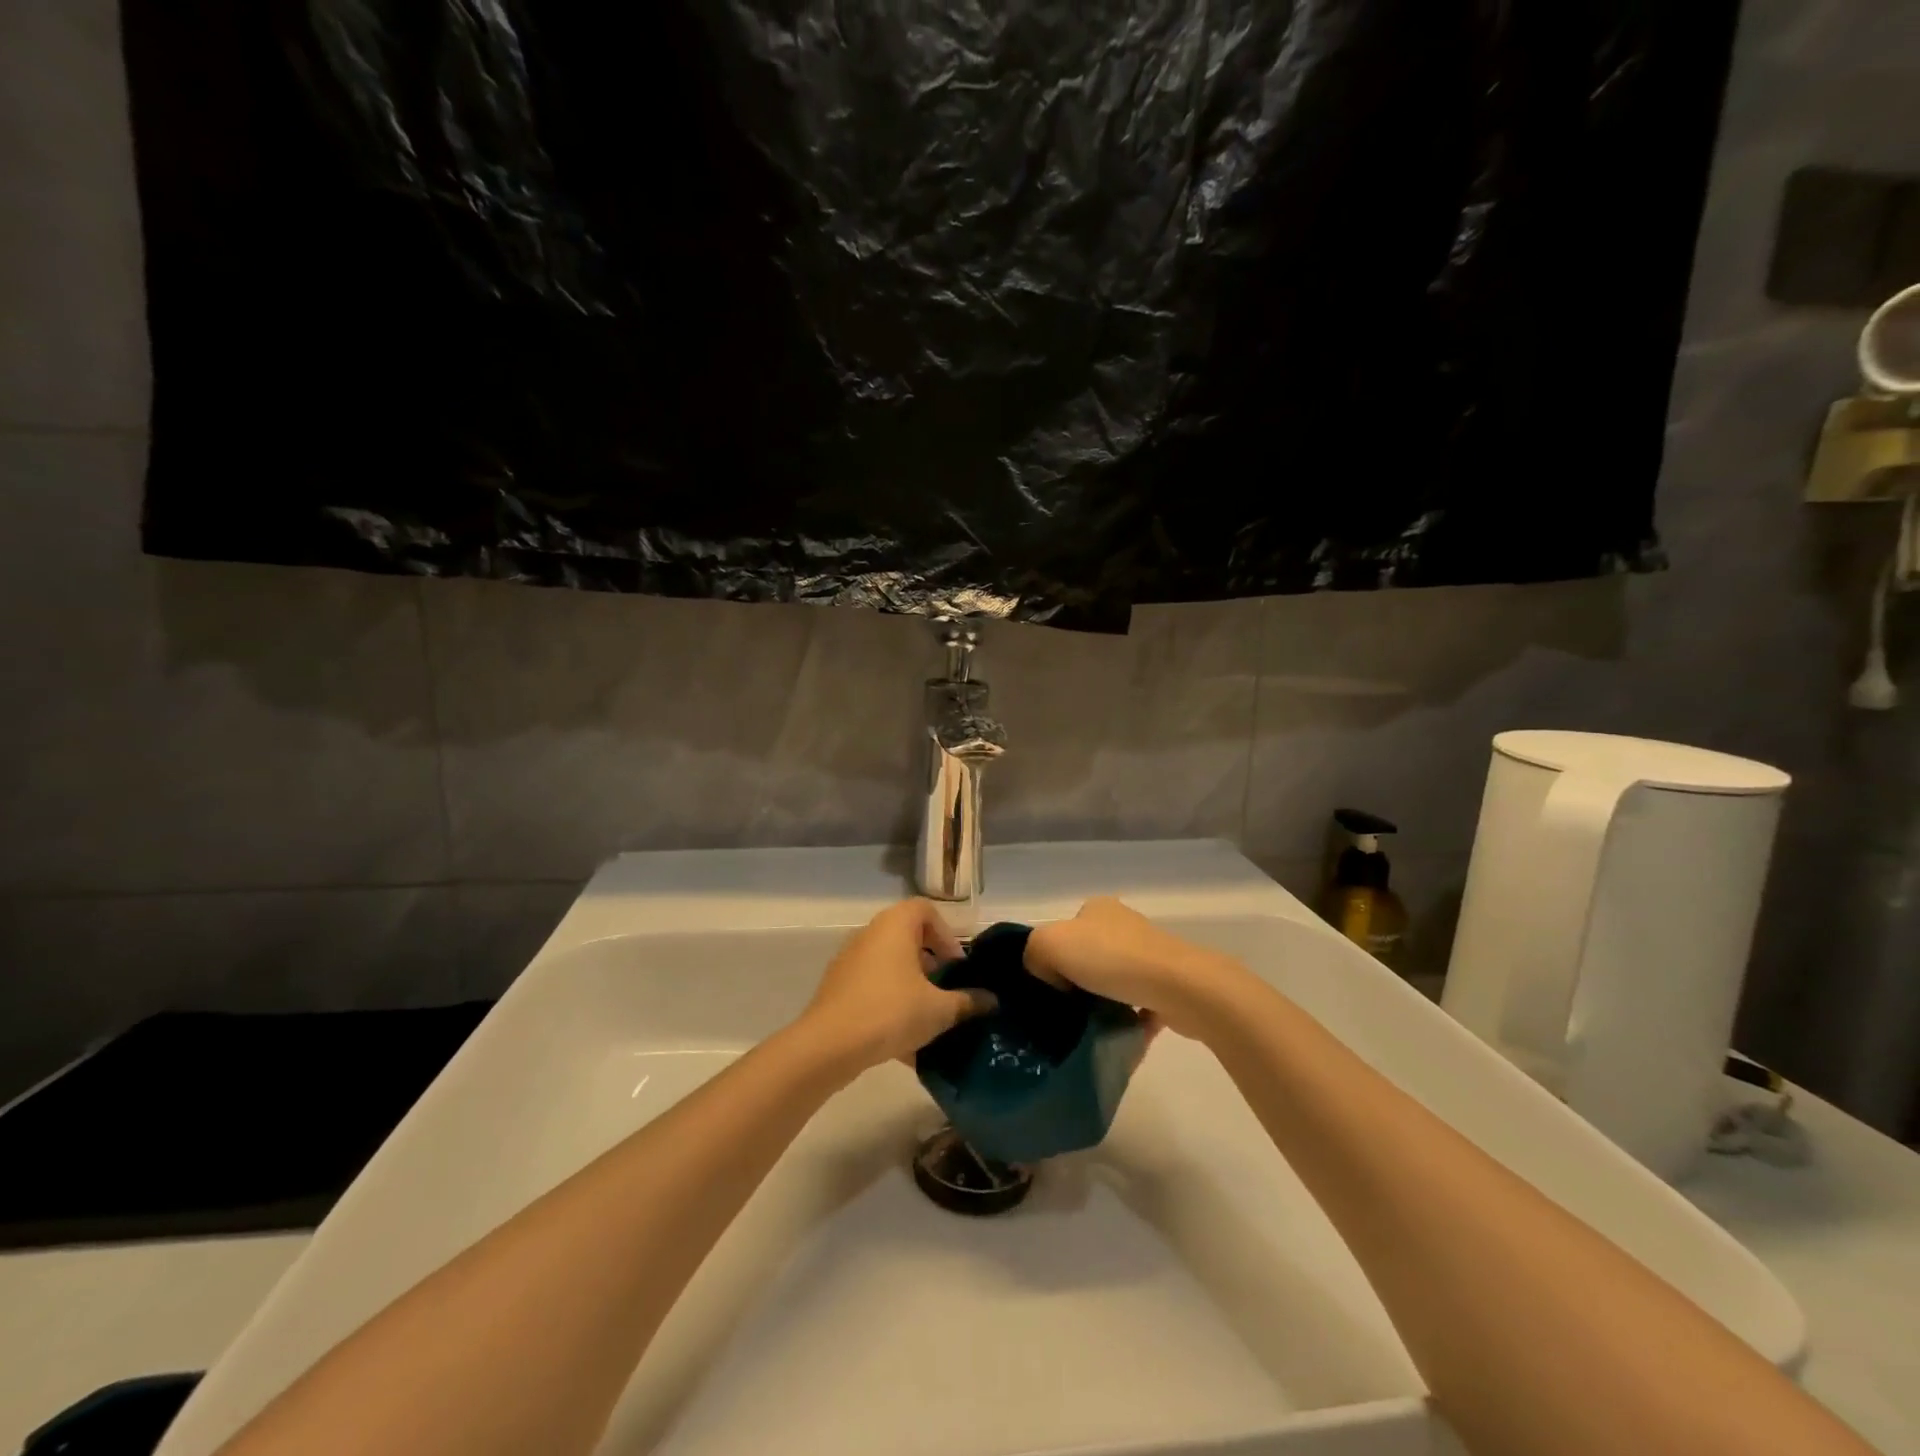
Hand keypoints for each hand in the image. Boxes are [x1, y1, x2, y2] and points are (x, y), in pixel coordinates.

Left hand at [798, 900, 995, 1070]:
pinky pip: (873, 988)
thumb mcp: (939, 1009)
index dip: (946, 934)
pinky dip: (891, 1005)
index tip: (956, 966)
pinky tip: (904, 1043)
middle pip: (907, 937)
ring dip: (911, 987)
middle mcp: (870, 934)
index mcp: (895, 925)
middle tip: (946, 991)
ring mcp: (849, 961)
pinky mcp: (837, 988)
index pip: (925, 910)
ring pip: (890, 966)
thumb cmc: (891, 1012)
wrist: (829, 1046)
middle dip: (931, 964)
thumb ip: (968, 1002)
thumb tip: (992, 1001)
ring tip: (928, 1020)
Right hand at [1023, 897, 1245, 1037]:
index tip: (1047, 987)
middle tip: (1063, 1012)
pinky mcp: (1169, 985)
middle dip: (1076, 983)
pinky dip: (1128, 1021)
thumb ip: (1033, 953)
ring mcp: (1150, 955)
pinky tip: (1116, 1038)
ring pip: (1115, 982)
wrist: (1178, 986)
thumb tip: (1044, 975)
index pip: (1064, 931)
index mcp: (1097, 909)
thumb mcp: (1049, 943)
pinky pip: (1139, 1006)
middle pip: (1088, 956)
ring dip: (1103, 1003)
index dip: (1051, 958)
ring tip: (1087, 1029)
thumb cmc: (1110, 958)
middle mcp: (1124, 925)